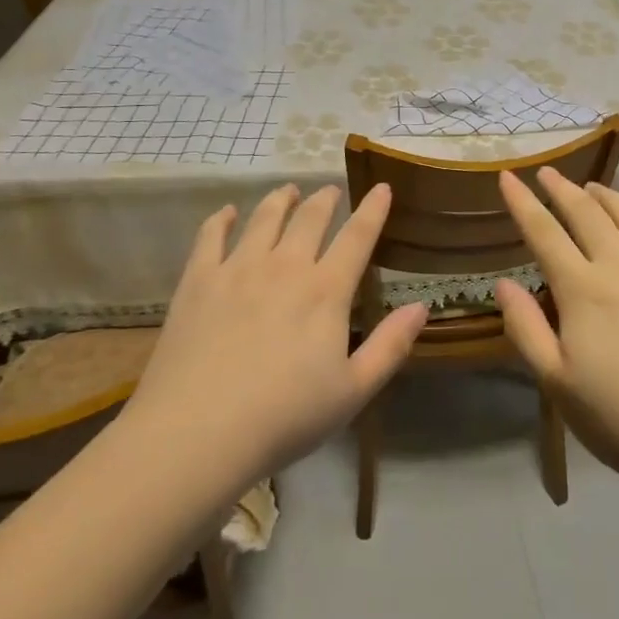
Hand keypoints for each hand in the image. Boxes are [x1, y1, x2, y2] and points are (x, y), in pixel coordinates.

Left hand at [125, 185, 427, 483]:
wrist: (197, 432)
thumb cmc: (283, 418)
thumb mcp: (352, 392)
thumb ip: (390, 346)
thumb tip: (421, 306)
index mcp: (325, 291)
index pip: (357, 237)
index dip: (373, 209)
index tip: (381, 186)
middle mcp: (285, 266)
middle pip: (310, 218)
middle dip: (325, 199)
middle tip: (331, 191)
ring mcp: (238, 268)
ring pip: (265, 217)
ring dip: (281, 199)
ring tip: (289, 190)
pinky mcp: (199, 279)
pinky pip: (211, 235)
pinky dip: (222, 219)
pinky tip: (228, 213)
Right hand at [495, 169, 618, 499]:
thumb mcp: (558, 385)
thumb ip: (527, 330)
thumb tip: (504, 284)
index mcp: (584, 290)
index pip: (544, 232)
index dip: (522, 202)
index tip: (508, 176)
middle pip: (587, 214)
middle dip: (563, 189)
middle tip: (548, 172)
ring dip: (608, 196)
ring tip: (594, 187)